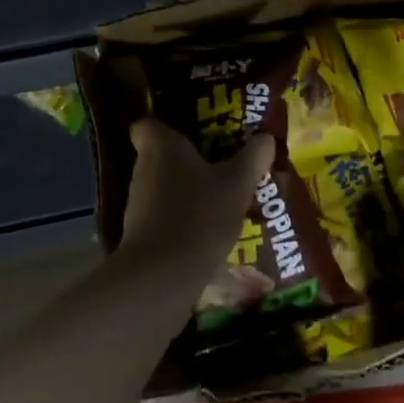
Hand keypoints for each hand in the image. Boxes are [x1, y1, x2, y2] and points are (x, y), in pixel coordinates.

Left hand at [119, 118, 274, 277]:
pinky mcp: (139, 238)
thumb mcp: (238, 183)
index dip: (164, 125)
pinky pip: (163, 219)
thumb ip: (253, 158)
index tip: (188, 131)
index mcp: (161, 147)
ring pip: (163, 189)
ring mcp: (137, 206)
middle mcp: (143, 170)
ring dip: (186, 193)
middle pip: (160, 157)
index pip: (147, 124)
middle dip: (186, 161)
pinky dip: (181, 222)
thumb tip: (266, 137)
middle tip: (219, 164)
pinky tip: (207, 233)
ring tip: (219, 200)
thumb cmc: (199, 215)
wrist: (161, 278)